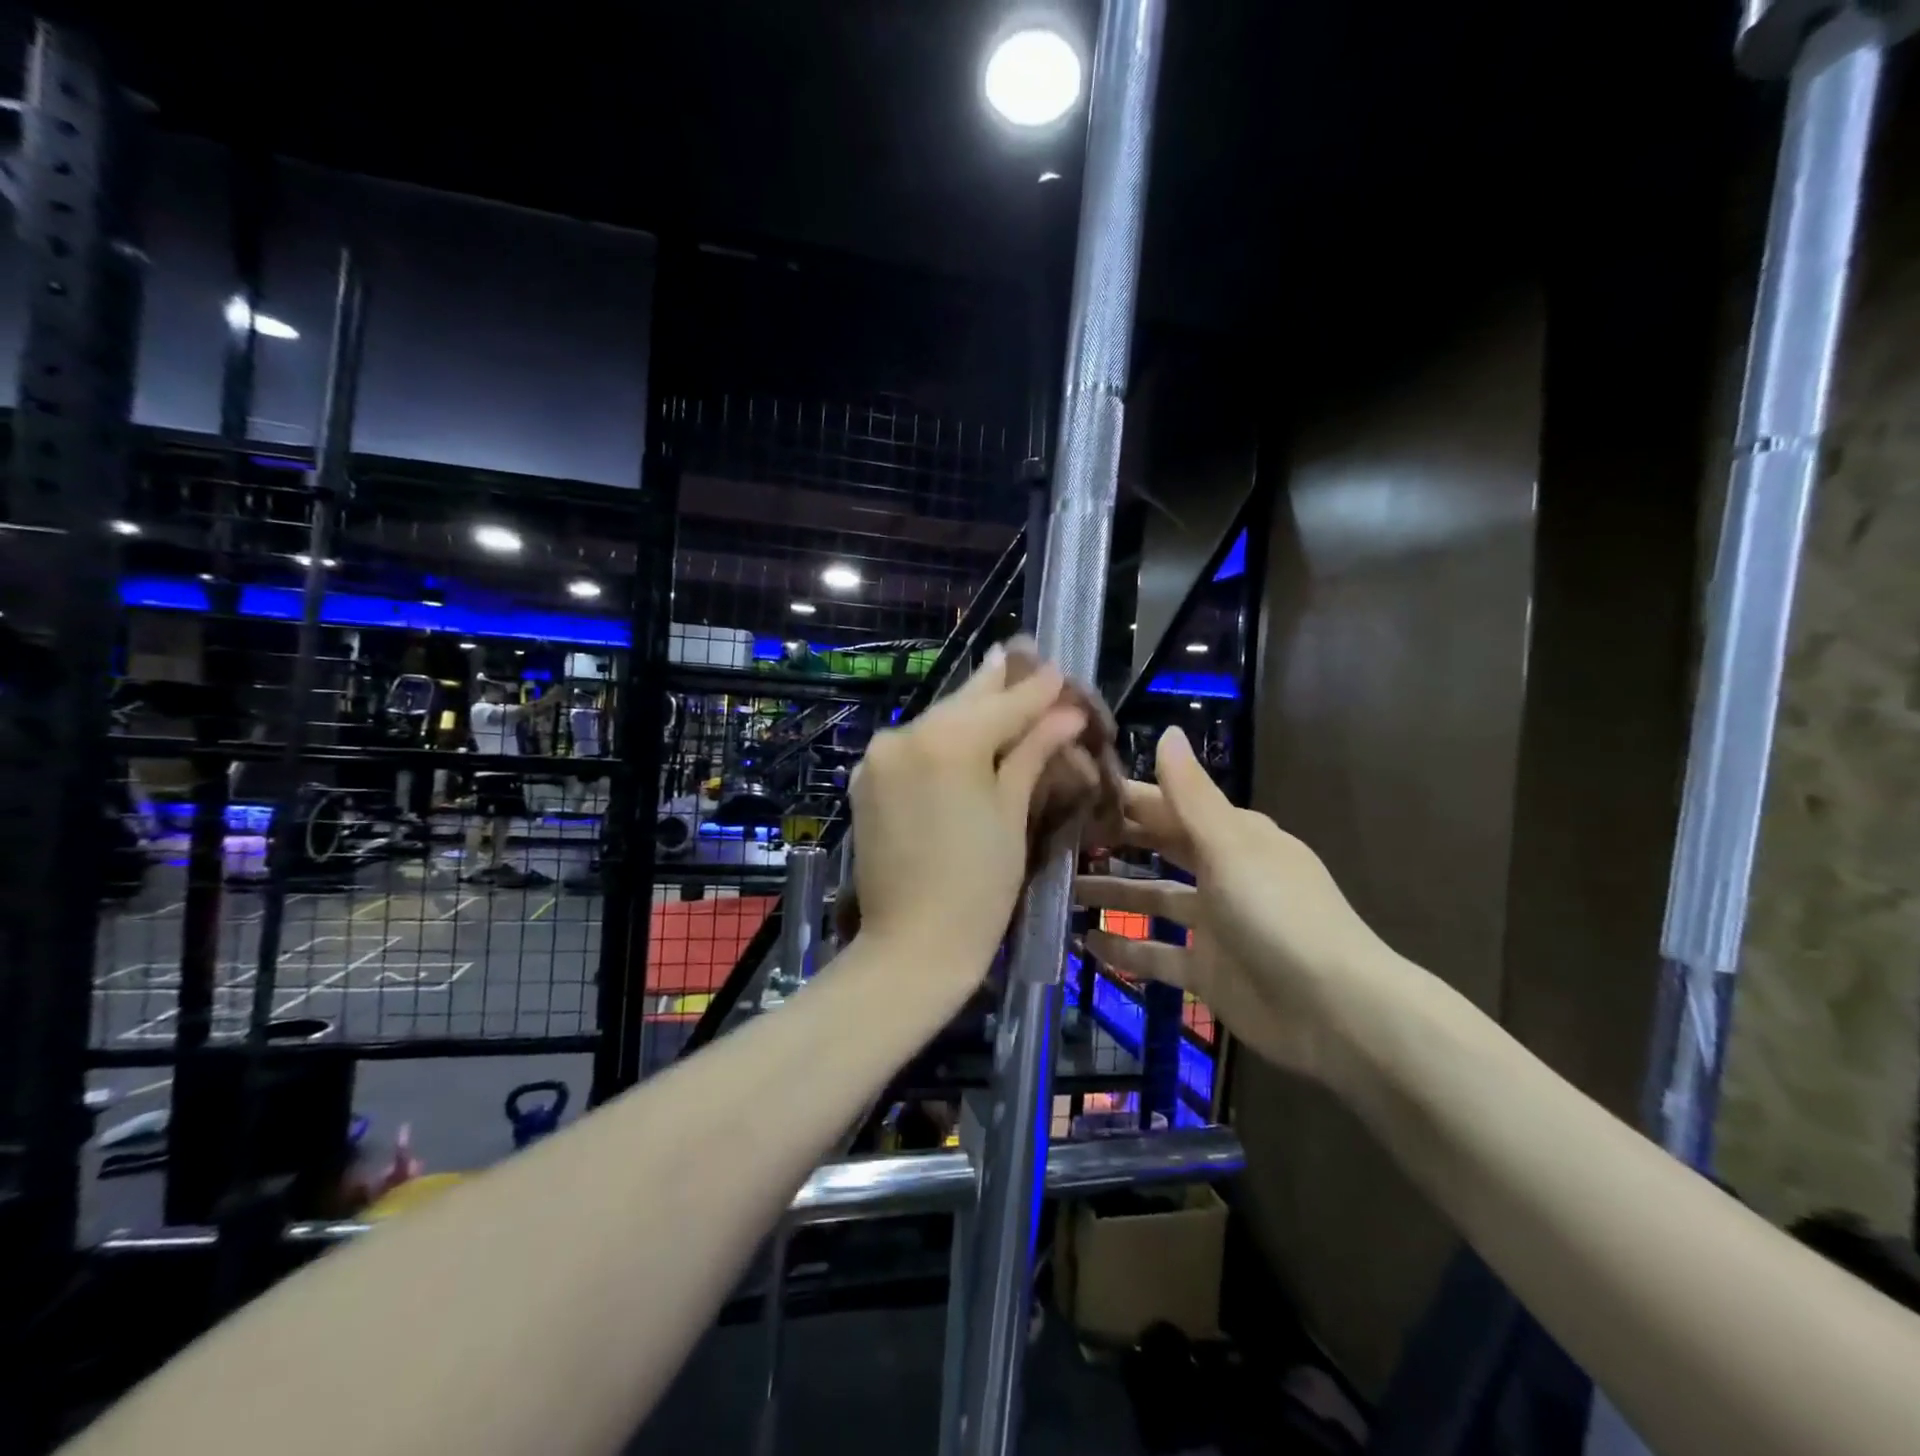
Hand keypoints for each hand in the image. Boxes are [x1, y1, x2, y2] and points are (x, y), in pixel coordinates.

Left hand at [849, 645, 1092, 977]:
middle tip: (1026, 655)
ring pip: (937, 721)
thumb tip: (1066, 713)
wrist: (911, 947)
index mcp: (946, 741)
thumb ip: (1033, 752)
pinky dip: (942, 738)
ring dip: (971, 710)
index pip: (1004, 703)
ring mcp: (878, 757)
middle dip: (999, 685)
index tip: (1061, 670)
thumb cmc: (979, 887)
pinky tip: (965, 730)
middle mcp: (904, 735)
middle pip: (964, 702)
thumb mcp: (1012, 814)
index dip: (1038, 689)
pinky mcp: (866, 780)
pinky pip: (913, 746)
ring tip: (1002, 686)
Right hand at [1074, 727, 1403, 1085]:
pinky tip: (1085, 944)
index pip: (1167, 805)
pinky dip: (1125, 949)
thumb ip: (1190, 795)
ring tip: (1060, 890)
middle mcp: (1221, 872)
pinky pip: (1157, 952)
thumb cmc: (1278, 913)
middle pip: (1158, 848)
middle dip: (1112, 842)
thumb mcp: (1230, 846)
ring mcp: (1214, 923)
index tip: (1072, 789)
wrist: (1334, 1012)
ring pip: (1153, 900)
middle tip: (1055, 837)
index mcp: (1232, 836)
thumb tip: (1167, 731)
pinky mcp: (1207, 969)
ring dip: (1112, 894)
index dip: (1123, 797)